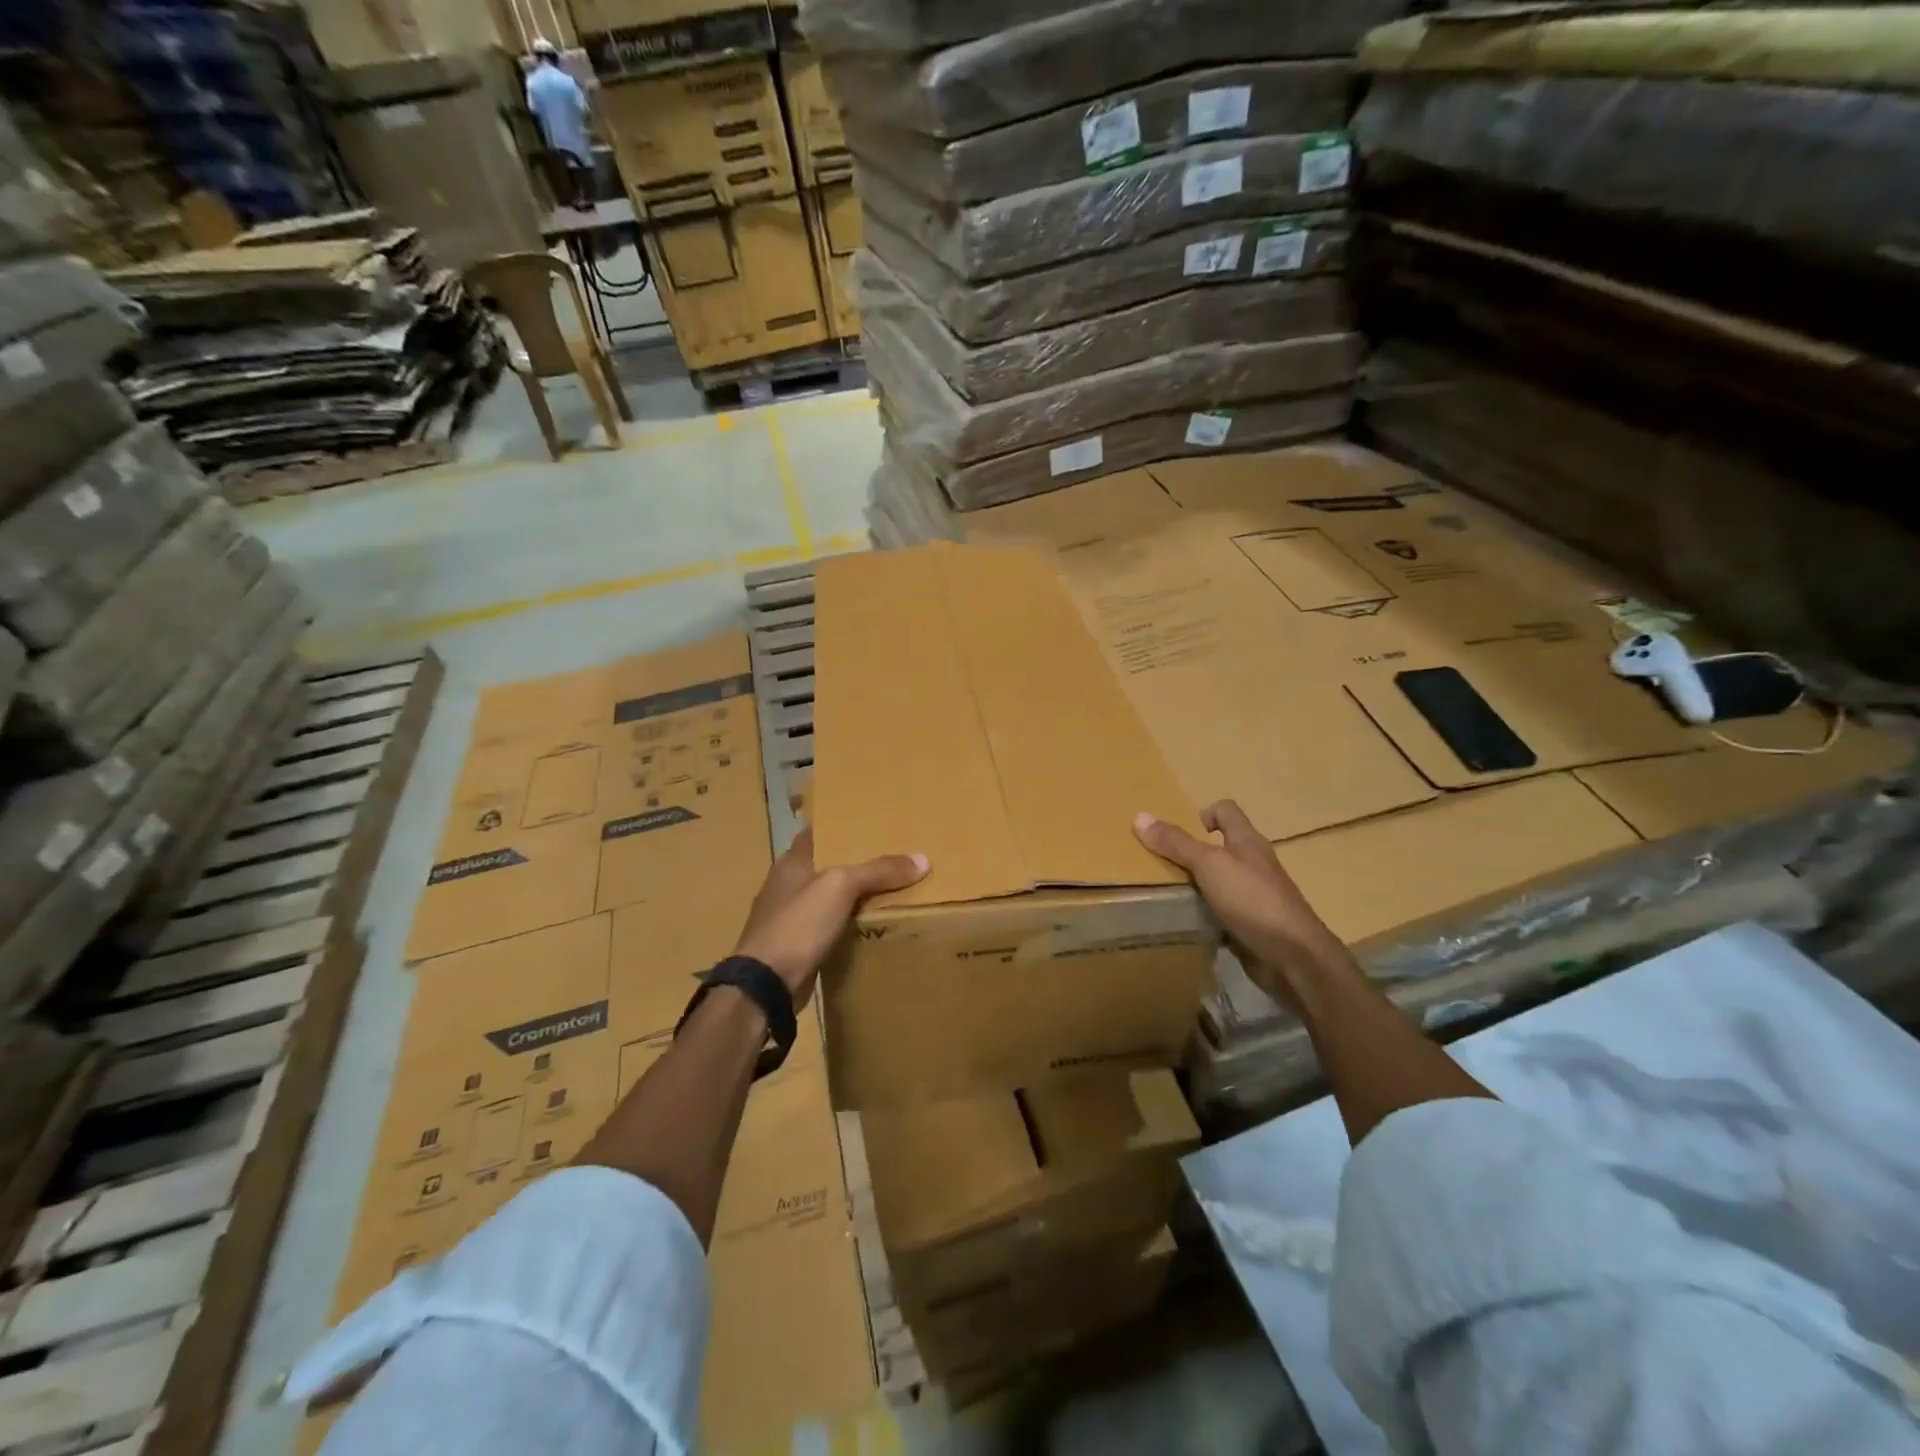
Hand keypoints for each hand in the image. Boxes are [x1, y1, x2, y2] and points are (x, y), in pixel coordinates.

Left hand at [734, 828, 927, 1006]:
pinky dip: (844, 925)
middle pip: (824, 866)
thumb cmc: (799, 923)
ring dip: (849, 897)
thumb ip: (879, 871)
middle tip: (889, 857)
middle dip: (852, 863)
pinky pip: (826, 927)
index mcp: (791, 863)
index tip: (868, 824)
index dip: (839, 827)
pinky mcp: (794, 946)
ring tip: (886, 890)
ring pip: (826, 899)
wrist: (766, 984)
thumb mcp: (841, 887)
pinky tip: (867, 926)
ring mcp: (787, 918)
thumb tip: (923, 859)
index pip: (817, 833)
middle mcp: (786, 886)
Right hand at [1134, 800, 1350, 1007]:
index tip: (1178, 831)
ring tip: (1164, 893)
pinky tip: (1186, 922)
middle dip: (1190, 853)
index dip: (1203, 814)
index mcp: (1247, 842)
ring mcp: (1254, 897)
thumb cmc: (1252, 899)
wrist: (1293, 958)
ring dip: (1195, 886)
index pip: (1227, 811)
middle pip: (1220, 848)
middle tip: (1159, 863)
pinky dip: (1204, 915)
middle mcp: (1253, 865)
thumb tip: (1140, 816)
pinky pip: (1221, 912)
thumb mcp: (1209, 865)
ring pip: (1218, 882)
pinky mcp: (1251, 925)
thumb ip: (1176, 843)